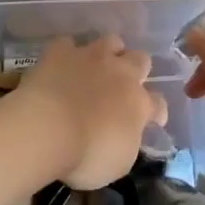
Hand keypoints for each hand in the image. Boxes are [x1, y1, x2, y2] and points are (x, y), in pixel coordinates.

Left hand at [17, 34, 167, 188]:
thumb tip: (127, 133)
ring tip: (98, 66)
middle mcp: (120, 74)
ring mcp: (91, 58)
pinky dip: (67, 53)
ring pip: (111, 41)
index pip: (158, 104)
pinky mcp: (61, 51)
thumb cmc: (86, 155)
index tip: (153, 120)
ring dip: (108, 52)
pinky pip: (68, 44)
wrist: (47, 128)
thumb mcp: (118, 163)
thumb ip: (128, 142)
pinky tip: (62, 64)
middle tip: (124, 85)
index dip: (157, 112)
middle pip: (141, 60)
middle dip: (137, 70)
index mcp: (139, 104)